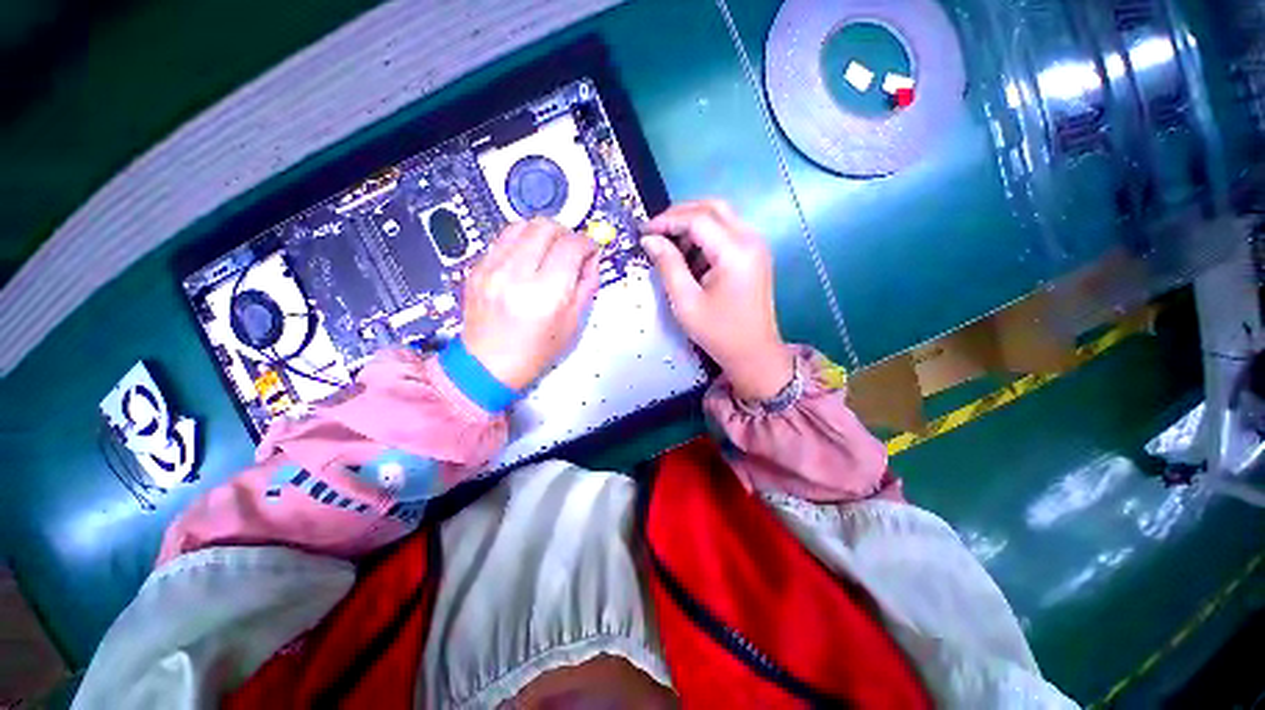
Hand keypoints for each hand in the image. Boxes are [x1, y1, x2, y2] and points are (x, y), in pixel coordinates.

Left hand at [461, 218, 599, 388]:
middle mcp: (515, 275)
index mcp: (545, 295)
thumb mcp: (572, 324)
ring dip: (542, 233)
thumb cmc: (534, 352)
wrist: (488, 365)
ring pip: (522, 225)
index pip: (571, 246)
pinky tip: (527, 261)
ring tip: (548, 252)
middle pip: (546, 226)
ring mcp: (491, 269)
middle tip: (571, 249)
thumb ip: (587, 285)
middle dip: (565, 233)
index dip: (587, 243)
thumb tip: (592, 258)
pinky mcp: (477, 268)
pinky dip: (521, 242)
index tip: (591, 249)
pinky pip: (503, 239)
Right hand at [641, 200, 793, 400]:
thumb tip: (649, 239)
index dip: (667, 221)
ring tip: (671, 248)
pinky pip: (728, 232)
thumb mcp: (686, 302)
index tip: (644, 231)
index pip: (697, 219)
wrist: (754, 354)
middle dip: (680, 215)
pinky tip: (691, 258)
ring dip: (693, 225)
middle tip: (656, 232)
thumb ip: (668, 265)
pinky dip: (706, 236)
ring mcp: (756, 245)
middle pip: (712, 207)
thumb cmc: (719, 332)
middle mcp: (751, 239)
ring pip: (721, 216)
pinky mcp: (755, 254)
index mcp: (735, 252)